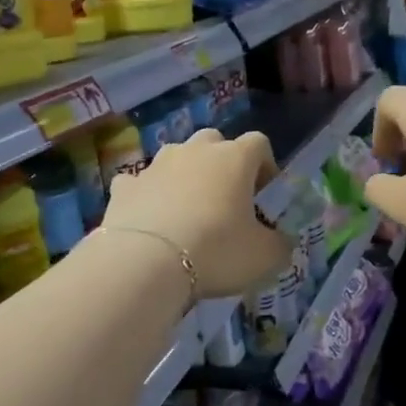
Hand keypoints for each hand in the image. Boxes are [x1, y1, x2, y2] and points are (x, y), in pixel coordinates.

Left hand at [102, 129, 292, 296]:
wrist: (144, 263)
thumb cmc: (217, 251)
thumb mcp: (265, 257)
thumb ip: (280, 244)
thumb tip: (280, 241)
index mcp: (234, 158)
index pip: (259, 143)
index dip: (266, 166)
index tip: (265, 195)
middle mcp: (195, 151)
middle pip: (215, 141)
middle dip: (222, 164)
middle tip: (226, 200)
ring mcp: (155, 165)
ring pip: (176, 159)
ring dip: (185, 177)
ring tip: (187, 213)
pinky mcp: (124, 186)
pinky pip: (141, 183)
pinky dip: (148, 196)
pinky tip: (151, 221)